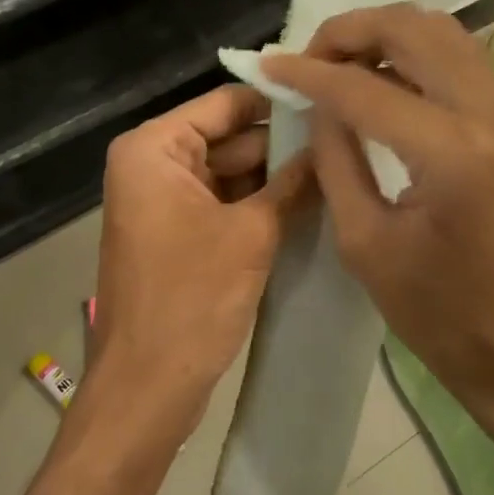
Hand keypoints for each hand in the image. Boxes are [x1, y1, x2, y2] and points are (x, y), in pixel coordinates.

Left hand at [89, 85, 314, 443]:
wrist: (146, 390)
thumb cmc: (190, 301)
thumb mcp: (252, 233)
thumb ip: (293, 182)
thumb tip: (331, 142)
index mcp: (154, 148)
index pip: (227, 103)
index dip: (278, 103)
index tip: (333, 104)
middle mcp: (153, 163)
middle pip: (229, 136)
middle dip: (283, 145)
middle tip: (346, 143)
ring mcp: (164, 200)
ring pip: (231, 171)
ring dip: (276, 177)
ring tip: (338, 170)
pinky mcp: (178, 233)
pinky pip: (224, 202)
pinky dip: (259, 204)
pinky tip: (310, 204)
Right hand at [261, 7, 493, 441]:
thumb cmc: (443, 316)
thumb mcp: (366, 243)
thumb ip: (336, 160)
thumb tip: (320, 106)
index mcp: (452, 153)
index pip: (364, 87)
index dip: (308, 72)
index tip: (269, 65)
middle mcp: (492, 113)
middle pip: (413, 28)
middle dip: (351, 30)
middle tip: (310, 57)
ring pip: (444, 32)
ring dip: (386, 34)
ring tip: (342, 63)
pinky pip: (462, 60)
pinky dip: (416, 54)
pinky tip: (384, 81)